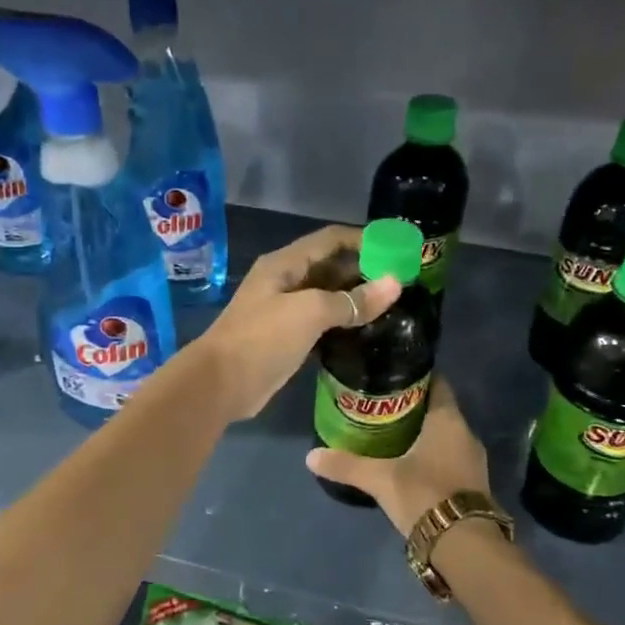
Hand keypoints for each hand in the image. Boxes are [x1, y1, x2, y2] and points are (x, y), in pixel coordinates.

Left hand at [187, 224, 401, 422]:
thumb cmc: (262, 338)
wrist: (220, 384)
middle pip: (330, 267)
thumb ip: (352, 300)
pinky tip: (368, 332)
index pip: (330, 239)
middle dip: (364, 271)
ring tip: (394, 307)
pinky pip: (321, 323)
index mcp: (285, 264)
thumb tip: (395, 284)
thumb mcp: (309, 312)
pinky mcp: (287, 339)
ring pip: (327, 297)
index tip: (398, 251)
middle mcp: (285, 282)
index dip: (363, 240)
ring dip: (355, 299)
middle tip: (404, 284)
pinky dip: (343, 324)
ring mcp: (284, 311)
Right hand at [307, 378, 491, 536]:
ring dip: (423, 433)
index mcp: (448, 420)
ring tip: (391, 434)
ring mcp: (473, 460)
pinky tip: (409, 463)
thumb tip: (311, 456)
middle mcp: (465, 433)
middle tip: (382, 406)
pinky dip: (432, 455)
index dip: (417, 376)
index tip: (392, 375)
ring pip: (445, 435)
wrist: (465, 545)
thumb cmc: (424, 494)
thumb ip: (347, 465)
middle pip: (439, 410)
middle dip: (413, 407)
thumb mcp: (380, 479)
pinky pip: (450, 457)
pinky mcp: (473, 484)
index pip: (437, 383)